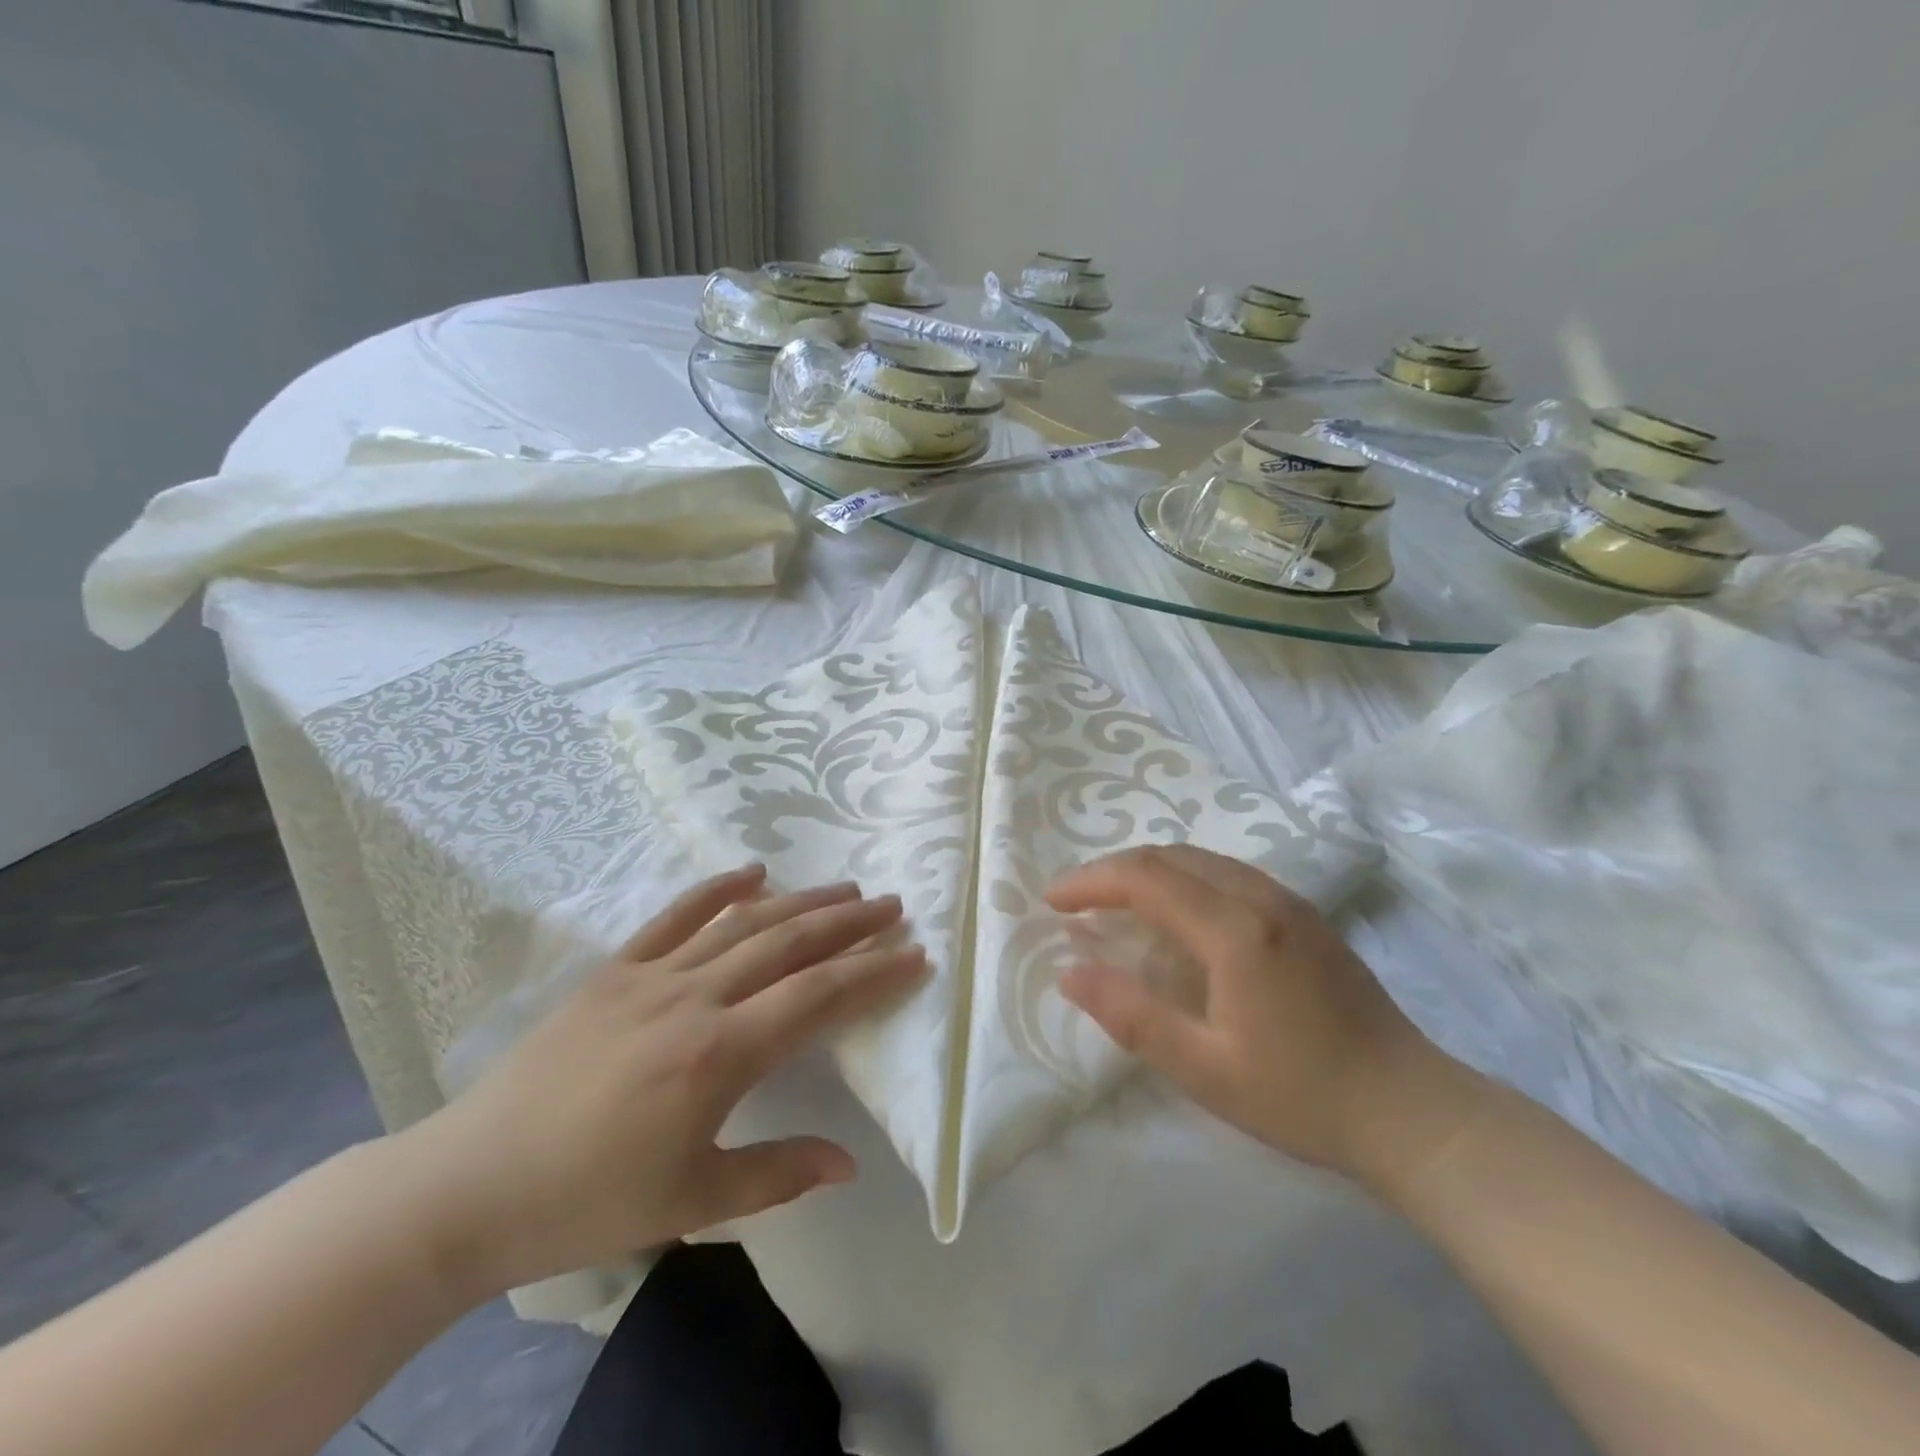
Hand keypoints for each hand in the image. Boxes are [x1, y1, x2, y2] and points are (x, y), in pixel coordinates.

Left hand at [399, 865, 923, 1295]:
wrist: (468, 1186)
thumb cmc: (587, 1201)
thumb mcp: (692, 1202)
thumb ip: (778, 1174)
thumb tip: (849, 1161)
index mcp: (719, 1056)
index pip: (818, 998)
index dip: (872, 972)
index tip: (913, 954)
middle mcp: (694, 999)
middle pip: (789, 945)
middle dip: (849, 922)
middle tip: (892, 905)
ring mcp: (651, 976)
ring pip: (743, 924)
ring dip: (800, 901)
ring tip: (845, 887)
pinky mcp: (614, 970)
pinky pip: (675, 917)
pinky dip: (717, 889)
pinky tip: (752, 870)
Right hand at [1049, 845, 1474, 1180]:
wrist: (1412, 1110)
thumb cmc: (1302, 1096)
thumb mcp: (1204, 1070)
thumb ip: (1132, 1015)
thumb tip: (1070, 972)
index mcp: (1235, 930)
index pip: (1145, 878)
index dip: (1090, 881)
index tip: (1052, 900)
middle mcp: (1260, 897)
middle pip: (1170, 856)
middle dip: (1114, 870)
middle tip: (1076, 901)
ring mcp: (1288, 901)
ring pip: (1200, 858)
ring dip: (1148, 870)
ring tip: (1114, 903)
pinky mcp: (1305, 914)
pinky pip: (1227, 872)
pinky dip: (1183, 878)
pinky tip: (1175, 914)